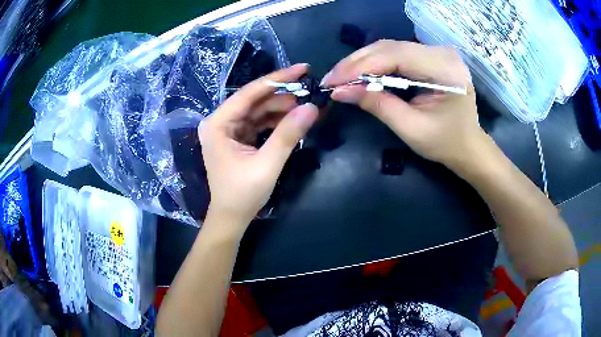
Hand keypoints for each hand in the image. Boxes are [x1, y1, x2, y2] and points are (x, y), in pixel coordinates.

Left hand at [199, 64, 318, 233]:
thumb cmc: (243, 194)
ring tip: (307, 105)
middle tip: (310, 90)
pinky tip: (294, 118)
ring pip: (258, 110)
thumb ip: (288, 134)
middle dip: (283, 94)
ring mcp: (229, 129)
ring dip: (282, 108)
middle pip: (254, 99)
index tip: (302, 68)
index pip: (249, 93)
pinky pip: (259, 122)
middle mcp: (220, 122)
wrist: (232, 217)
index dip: (277, 79)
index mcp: (218, 124)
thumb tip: (312, 107)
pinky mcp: (238, 138)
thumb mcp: (267, 164)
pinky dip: (276, 120)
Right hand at [322, 40, 487, 169]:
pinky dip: (375, 63)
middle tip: (331, 79)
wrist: (467, 146)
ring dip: (362, 61)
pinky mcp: (429, 56)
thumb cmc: (445, 143)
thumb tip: (339, 91)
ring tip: (340, 77)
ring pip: (389, 47)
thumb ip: (377, 105)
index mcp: (445, 70)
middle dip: (357, 63)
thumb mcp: (410, 128)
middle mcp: (442, 53)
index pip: (395, 56)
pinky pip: (396, 53)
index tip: (333, 81)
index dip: (360, 66)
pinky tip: (360, 73)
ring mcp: (436, 52)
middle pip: (390, 47)